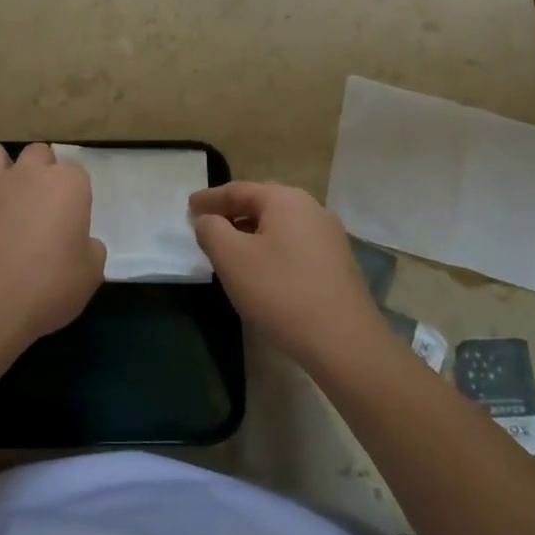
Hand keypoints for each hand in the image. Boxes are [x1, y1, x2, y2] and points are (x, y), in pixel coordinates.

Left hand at [0, 142, 103, 357]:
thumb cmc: (47, 290)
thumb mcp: (90, 276)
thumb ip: (90, 248)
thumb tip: (80, 242)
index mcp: (67, 185)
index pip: (77, 173)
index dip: (74, 196)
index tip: (71, 221)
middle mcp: (28, 173)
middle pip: (38, 153)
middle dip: (40, 171)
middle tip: (40, 205)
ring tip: (2, 196)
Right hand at [189, 182, 390, 375]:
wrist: (345, 343)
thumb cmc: (281, 292)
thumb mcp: (232, 258)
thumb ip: (211, 230)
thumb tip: (208, 220)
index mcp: (285, 199)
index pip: (238, 190)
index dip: (210, 198)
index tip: (188, 206)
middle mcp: (311, 208)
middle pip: (261, 204)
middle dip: (232, 214)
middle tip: (206, 225)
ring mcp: (330, 237)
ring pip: (279, 226)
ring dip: (251, 234)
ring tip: (230, 250)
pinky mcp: (338, 264)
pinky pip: (295, 246)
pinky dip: (272, 250)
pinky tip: (262, 272)